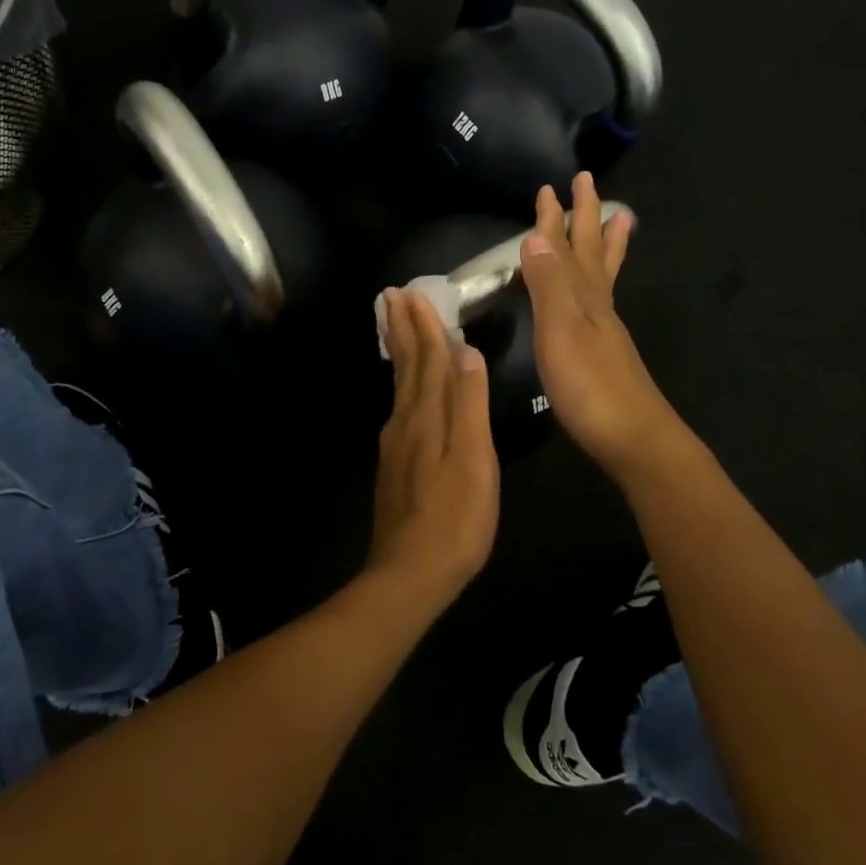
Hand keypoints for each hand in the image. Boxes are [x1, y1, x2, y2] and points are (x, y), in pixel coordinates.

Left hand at [369, 286, 499, 601]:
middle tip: (391, 295)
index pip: (427, 358)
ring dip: (399, 351)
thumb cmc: (454, 519)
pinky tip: (405, 388)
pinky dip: (402, 382)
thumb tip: (466, 352)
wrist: (409, 572)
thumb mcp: (473, 460)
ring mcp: (396, 443)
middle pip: (406, 366)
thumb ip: (469, 406)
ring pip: (400, 385)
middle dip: (402, 328)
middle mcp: (405, 421)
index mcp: (427, 416)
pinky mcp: (395, 464)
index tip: (413, 292)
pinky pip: (399, 406)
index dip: (424, 325)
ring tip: (393, 325)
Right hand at [520, 173, 675, 481]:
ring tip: (616, 218)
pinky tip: (597, 291)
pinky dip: (599, 282)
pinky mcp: (605, 352)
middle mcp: (598, 305)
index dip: (555, 218)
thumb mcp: (561, 331)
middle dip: (585, 217)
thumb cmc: (590, 386)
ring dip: (603, 244)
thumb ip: (548, 286)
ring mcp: (605, 329)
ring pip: (602, 274)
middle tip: (586, 183)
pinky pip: (601, 300)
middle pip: (591, 252)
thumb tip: (536, 237)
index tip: (550, 186)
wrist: (634, 438)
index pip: (566, 247)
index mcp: (584, 296)